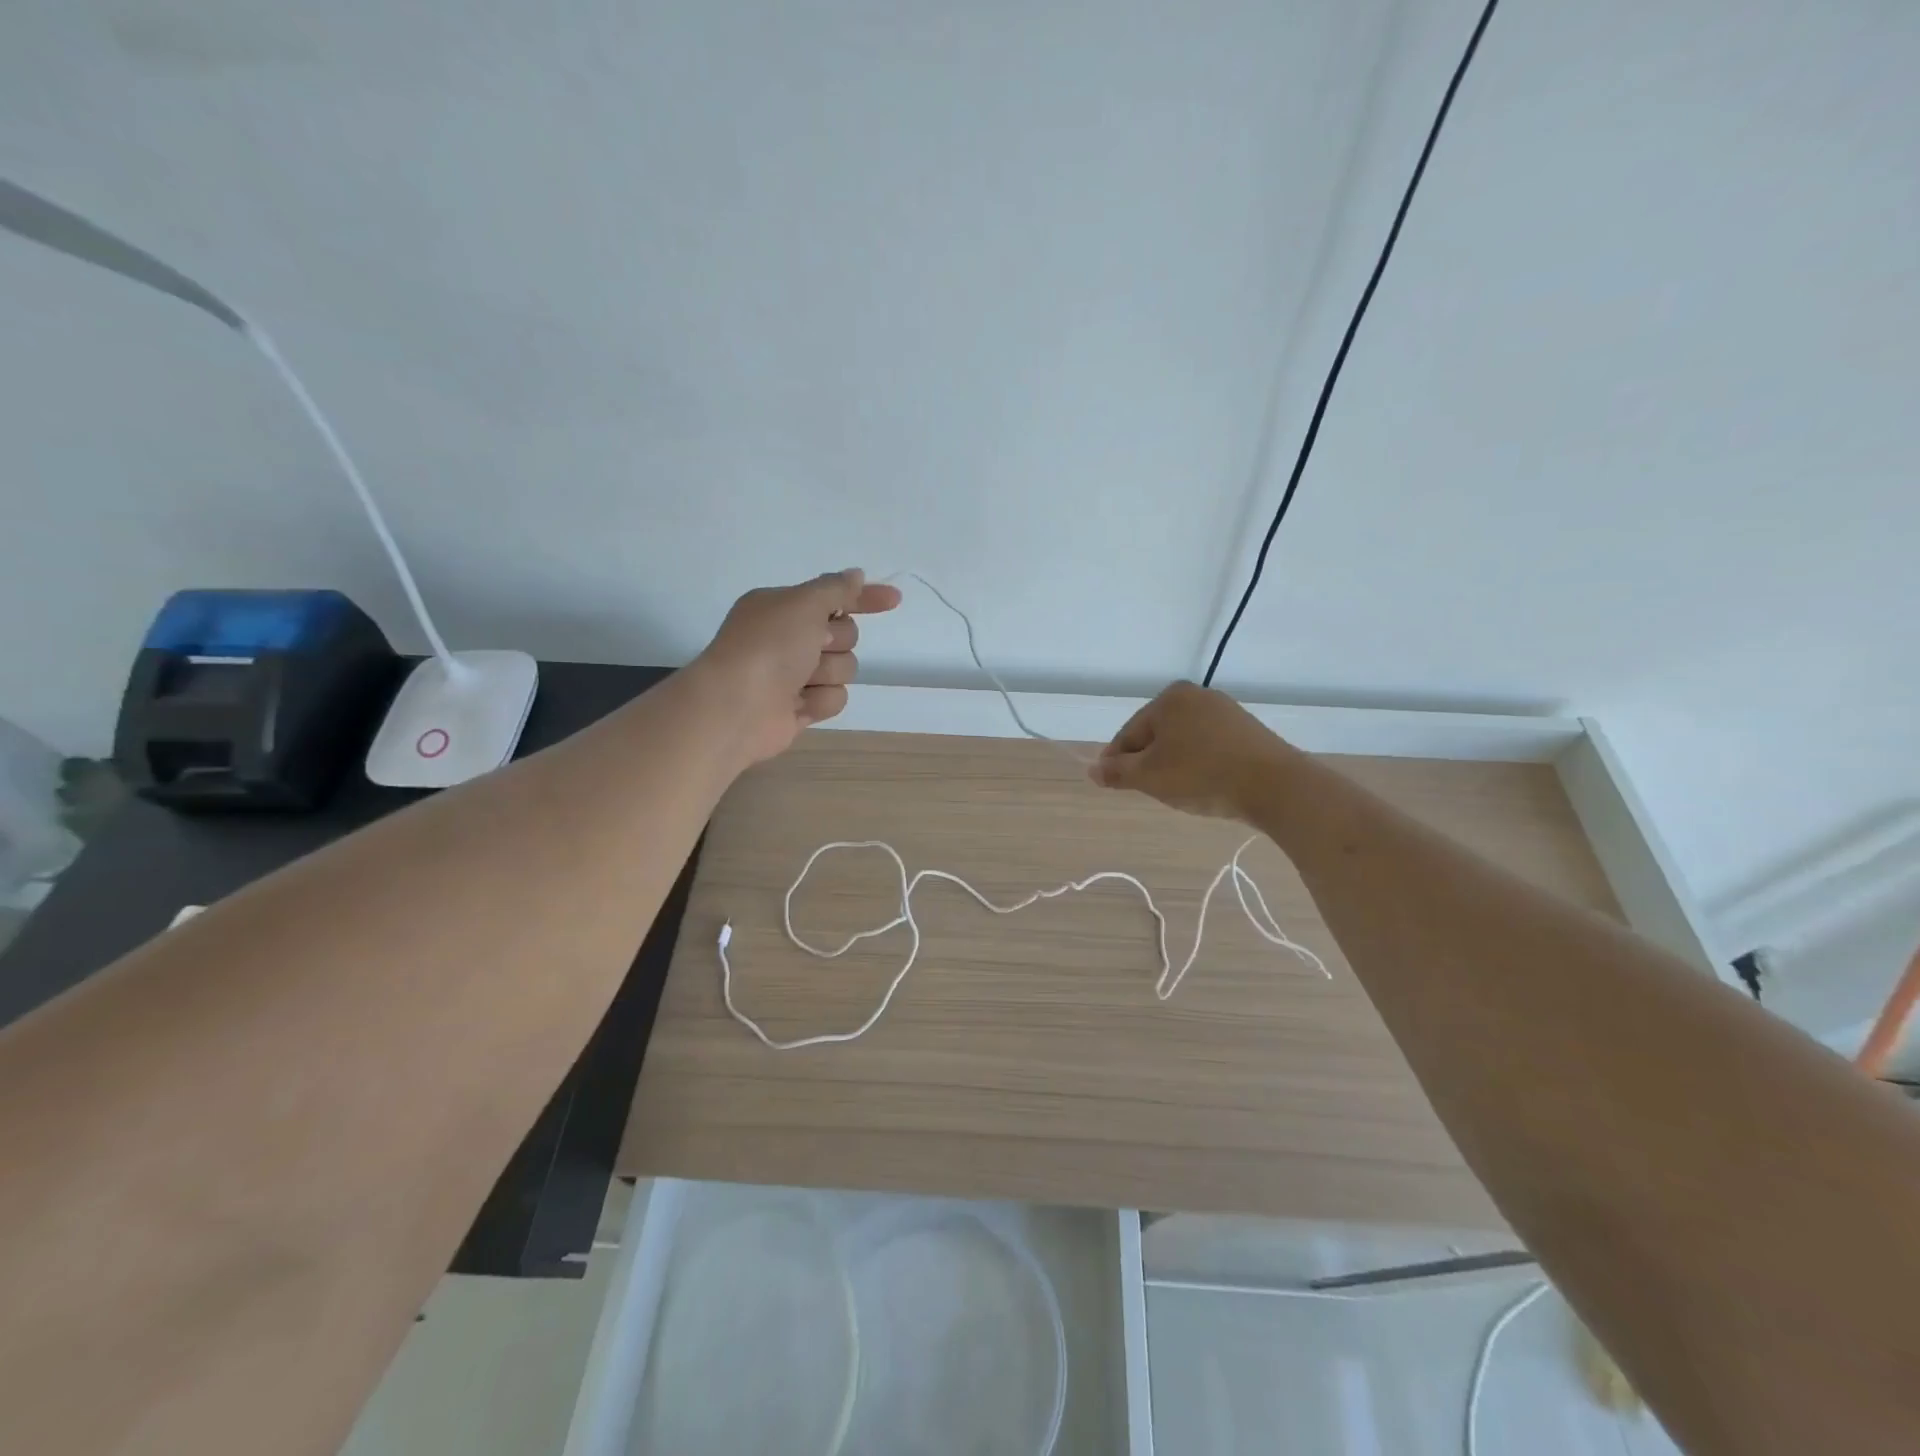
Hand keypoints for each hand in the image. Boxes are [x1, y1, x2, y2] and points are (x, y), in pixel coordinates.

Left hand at [693, 569, 901, 763]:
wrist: (737, 706)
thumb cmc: (768, 646)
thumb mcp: (803, 604)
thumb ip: (836, 588)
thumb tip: (856, 575)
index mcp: (783, 608)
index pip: (834, 597)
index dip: (864, 598)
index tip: (894, 598)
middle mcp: (789, 638)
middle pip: (845, 635)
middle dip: (836, 642)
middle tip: (814, 646)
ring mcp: (795, 675)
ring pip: (843, 669)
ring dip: (828, 673)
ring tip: (801, 681)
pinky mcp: (801, 707)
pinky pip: (834, 698)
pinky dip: (820, 700)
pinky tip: (799, 704)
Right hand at [1089, 681, 1293, 821]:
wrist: (1275, 786)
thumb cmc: (1202, 775)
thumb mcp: (1149, 777)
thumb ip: (1117, 772)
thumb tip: (1093, 769)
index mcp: (1169, 698)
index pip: (1129, 733)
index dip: (1118, 762)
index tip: (1113, 785)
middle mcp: (1197, 695)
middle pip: (1156, 735)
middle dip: (1149, 762)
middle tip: (1150, 791)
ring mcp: (1226, 711)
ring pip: (1183, 742)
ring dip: (1174, 765)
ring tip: (1180, 792)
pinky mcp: (1247, 730)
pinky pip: (1209, 747)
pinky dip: (1200, 764)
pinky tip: (1205, 785)